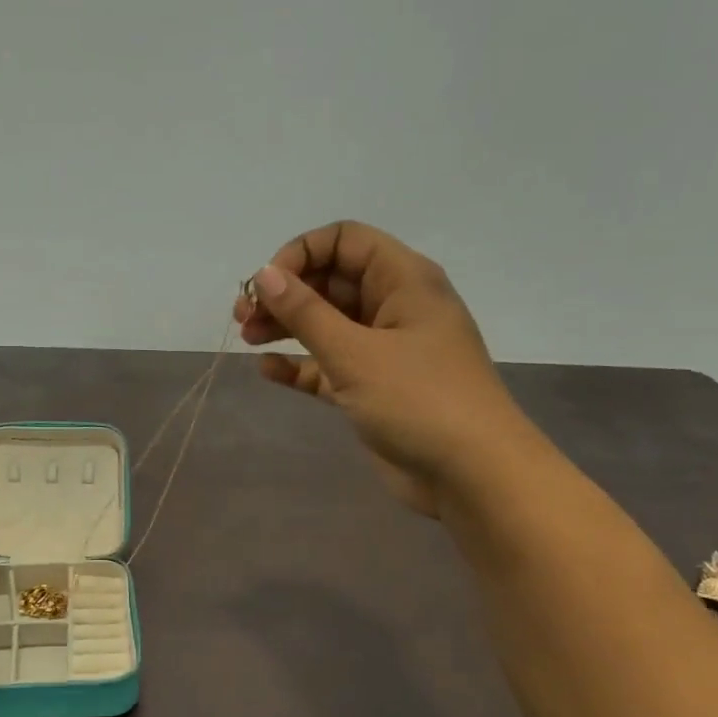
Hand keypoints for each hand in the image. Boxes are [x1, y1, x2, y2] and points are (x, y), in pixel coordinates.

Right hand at [235, 220, 530, 517]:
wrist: (473, 475)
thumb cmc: (419, 400)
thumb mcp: (355, 353)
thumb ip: (306, 313)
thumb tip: (264, 275)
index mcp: (403, 280)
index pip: (344, 241)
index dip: (300, 254)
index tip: (266, 285)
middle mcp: (394, 306)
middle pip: (330, 281)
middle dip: (285, 293)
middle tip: (244, 317)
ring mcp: (384, 348)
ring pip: (326, 323)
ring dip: (286, 326)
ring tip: (247, 338)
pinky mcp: (373, 387)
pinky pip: (328, 364)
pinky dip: (299, 364)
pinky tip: (267, 371)